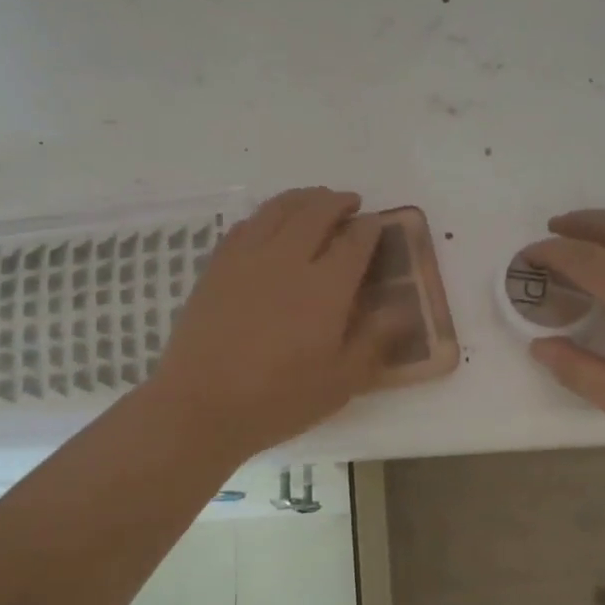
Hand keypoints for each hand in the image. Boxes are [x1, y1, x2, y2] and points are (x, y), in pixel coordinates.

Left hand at [145, 187, 393, 462]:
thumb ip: (374, 340)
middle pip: (317, 212)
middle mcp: (288, 260)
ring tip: (315, 200)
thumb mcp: (341, 382)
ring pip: (279, 209)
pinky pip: (246, 224)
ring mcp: (247, 258)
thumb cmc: (279, 400)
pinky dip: (266, 215)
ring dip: (303, 198)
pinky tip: (270, 223)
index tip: (376, 224)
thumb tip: (403, 309)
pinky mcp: (217, 266)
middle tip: (349, 203)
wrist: (201, 406)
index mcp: (325, 288)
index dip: (370, 228)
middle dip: (338, 202)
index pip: (355, 241)